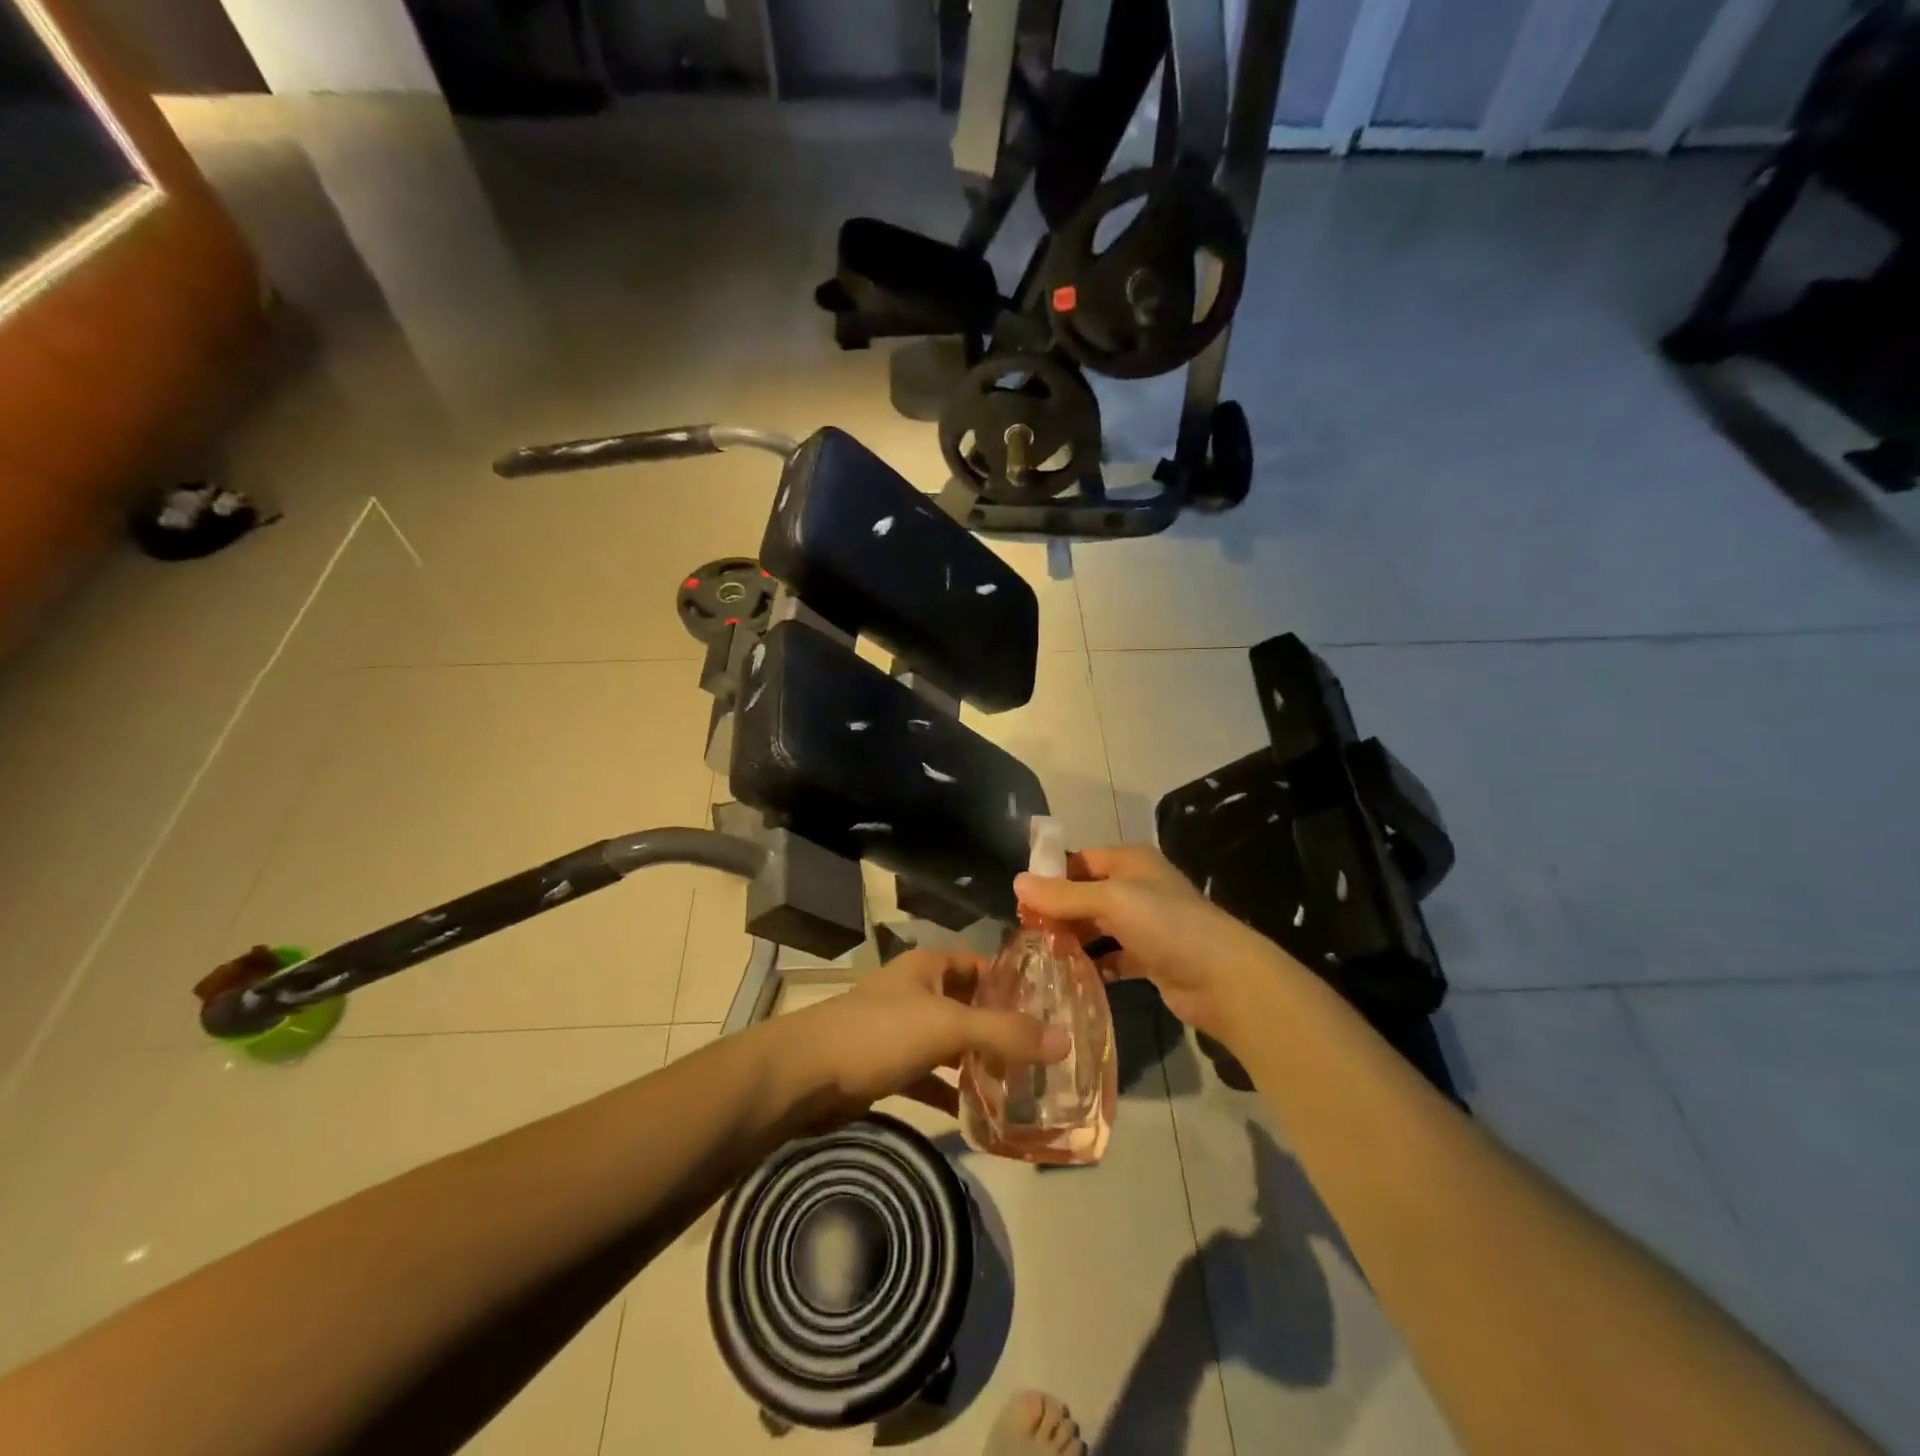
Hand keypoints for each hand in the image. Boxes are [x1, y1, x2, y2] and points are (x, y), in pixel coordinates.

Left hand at [774, 948, 1068, 1121]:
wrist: (805, 1075)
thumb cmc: (879, 1034)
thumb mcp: (948, 1027)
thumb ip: (1006, 1033)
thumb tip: (1066, 1040)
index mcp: (930, 967)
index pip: (984, 967)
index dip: (1016, 985)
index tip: (1054, 1011)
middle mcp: (917, 992)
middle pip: (970, 1007)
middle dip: (1003, 1030)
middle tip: (1045, 1058)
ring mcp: (900, 1030)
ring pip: (951, 1045)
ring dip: (979, 1065)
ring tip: (1022, 1089)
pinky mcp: (886, 1067)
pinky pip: (929, 1078)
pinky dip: (949, 1094)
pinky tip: (976, 1118)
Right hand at [1015, 844, 1298, 1044]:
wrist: (1223, 978)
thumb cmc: (1165, 924)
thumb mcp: (1110, 900)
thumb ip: (1063, 895)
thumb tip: (1017, 882)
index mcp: (1130, 861)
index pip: (1079, 860)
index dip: (1049, 876)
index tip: (1018, 900)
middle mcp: (1137, 887)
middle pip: (1085, 894)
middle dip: (1057, 912)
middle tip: (1024, 934)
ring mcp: (1145, 924)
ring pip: (1097, 927)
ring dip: (1072, 939)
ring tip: (1038, 955)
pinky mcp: (1150, 958)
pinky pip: (1111, 957)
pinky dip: (1092, 964)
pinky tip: (1068, 976)